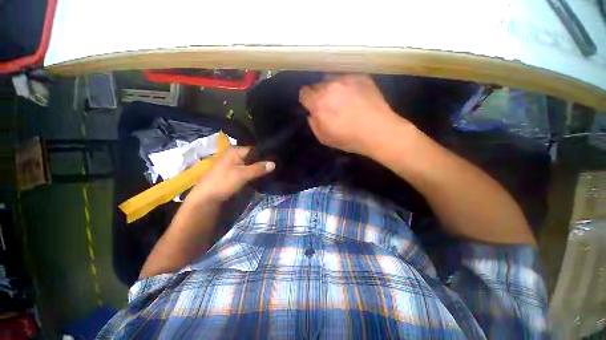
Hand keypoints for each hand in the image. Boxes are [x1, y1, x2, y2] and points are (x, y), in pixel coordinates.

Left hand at [187, 147, 274, 203]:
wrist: (206, 197)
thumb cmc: (223, 182)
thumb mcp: (242, 174)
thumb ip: (258, 168)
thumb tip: (274, 163)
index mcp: (235, 150)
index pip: (255, 149)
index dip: (265, 155)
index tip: (276, 160)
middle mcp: (234, 153)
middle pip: (253, 156)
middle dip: (263, 162)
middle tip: (275, 167)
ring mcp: (233, 162)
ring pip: (250, 163)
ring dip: (258, 167)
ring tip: (270, 171)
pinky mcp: (233, 171)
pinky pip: (247, 168)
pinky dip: (253, 171)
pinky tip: (260, 175)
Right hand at [299, 75, 411, 156]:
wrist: (378, 131)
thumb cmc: (349, 139)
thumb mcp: (325, 139)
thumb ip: (314, 124)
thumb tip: (312, 114)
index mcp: (319, 103)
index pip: (304, 93)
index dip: (307, 100)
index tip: (313, 106)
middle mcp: (330, 87)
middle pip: (318, 85)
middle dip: (320, 94)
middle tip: (330, 105)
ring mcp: (347, 79)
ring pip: (332, 79)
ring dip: (333, 88)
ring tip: (343, 99)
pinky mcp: (361, 76)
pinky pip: (348, 78)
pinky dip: (348, 86)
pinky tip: (357, 96)